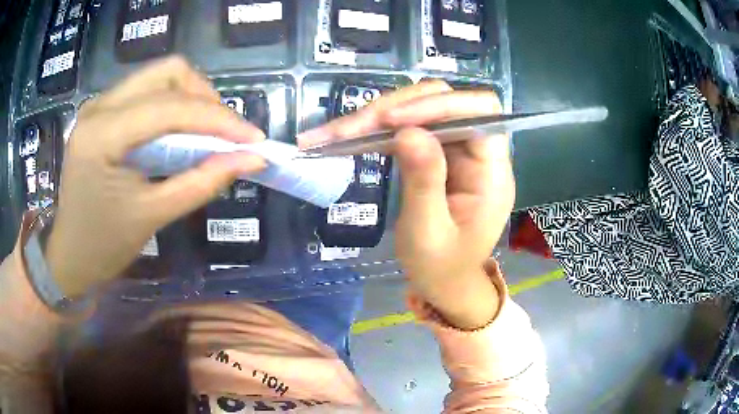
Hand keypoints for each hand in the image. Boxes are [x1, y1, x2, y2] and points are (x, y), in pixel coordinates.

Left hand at [45, 57, 266, 296]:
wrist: (70, 253)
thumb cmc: (104, 245)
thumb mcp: (153, 217)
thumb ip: (202, 183)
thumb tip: (250, 159)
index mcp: (102, 135)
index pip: (170, 107)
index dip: (218, 118)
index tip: (253, 139)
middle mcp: (99, 106)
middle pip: (168, 72)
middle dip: (205, 98)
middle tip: (224, 134)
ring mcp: (100, 104)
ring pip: (160, 76)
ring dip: (191, 98)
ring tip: (205, 134)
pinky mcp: (103, 111)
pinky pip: (148, 90)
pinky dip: (173, 105)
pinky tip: (179, 133)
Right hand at [299, 81, 513, 328]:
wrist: (443, 284)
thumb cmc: (441, 267)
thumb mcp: (428, 232)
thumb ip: (423, 182)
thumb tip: (407, 132)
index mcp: (492, 171)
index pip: (480, 112)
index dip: (439, 105)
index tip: (392, 120)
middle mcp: (478, 151)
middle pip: (442, 102)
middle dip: (394, 109)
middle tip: (347, 129)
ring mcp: (455, 149)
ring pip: (419, 110)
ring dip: (377, 117)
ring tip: (333, 134)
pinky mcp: (435, 152)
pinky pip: (407, 128)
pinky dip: (375, 130)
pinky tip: (346, 136)